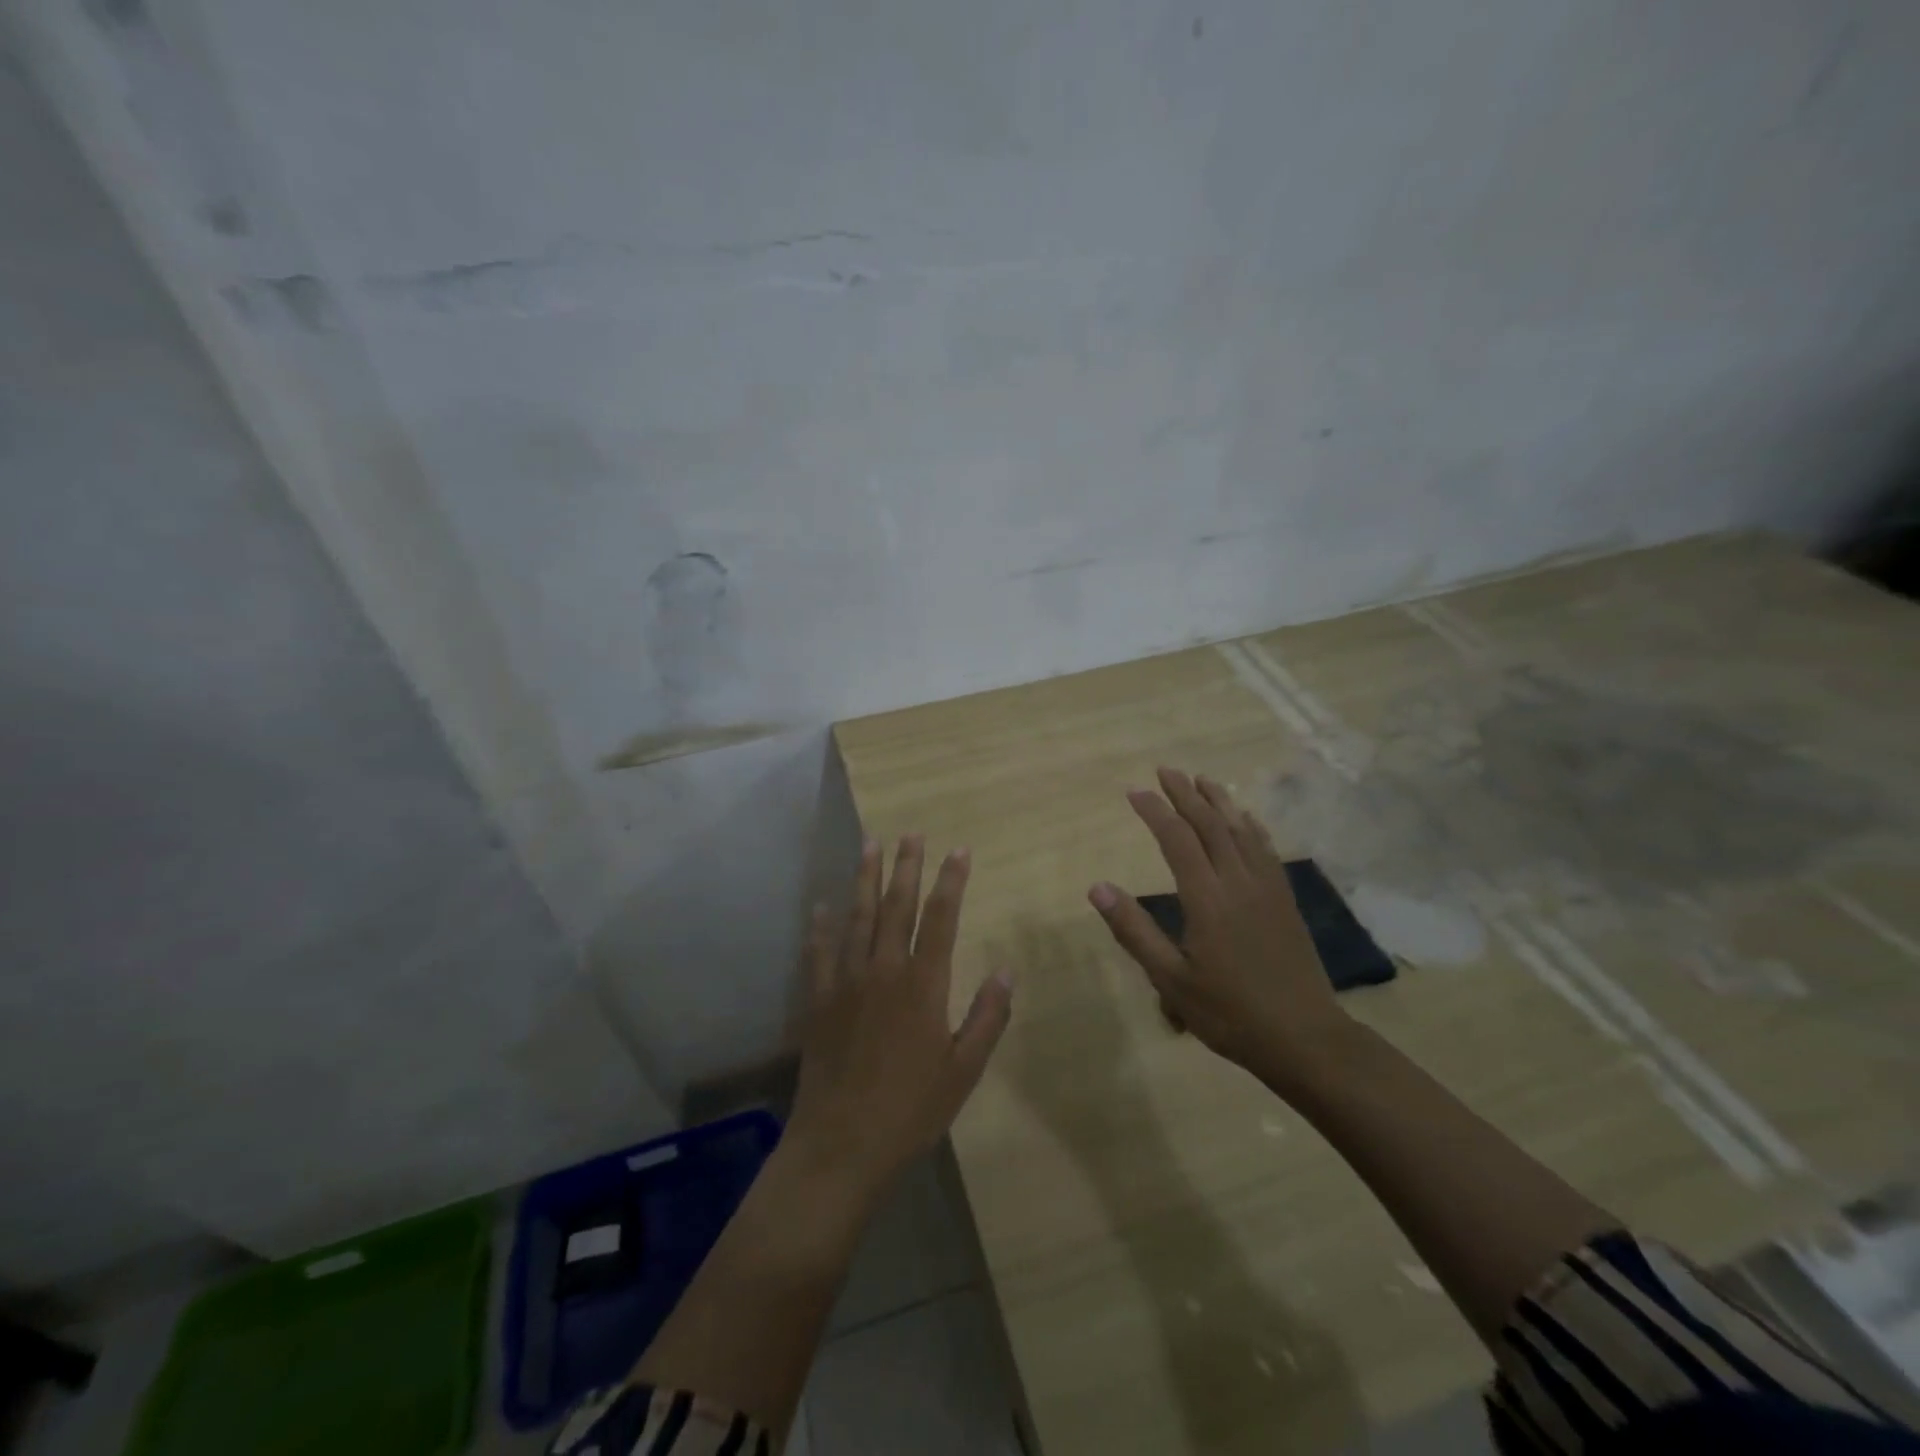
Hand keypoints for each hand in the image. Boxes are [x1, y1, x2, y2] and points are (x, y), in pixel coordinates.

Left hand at [788, 835, 1013, 1206]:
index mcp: (923, 986)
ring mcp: (846, 982)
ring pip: (858, 917)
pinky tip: (822, 904)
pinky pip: (820, 951)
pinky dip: (822, 925)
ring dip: (865, 878)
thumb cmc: (911, 1110)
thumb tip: (1007, 971)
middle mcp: (884, 971)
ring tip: (870, 844)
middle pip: (897, 907)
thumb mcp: (964, 1070)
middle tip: (912, 833)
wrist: (842, 1144)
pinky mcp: (818, 1000)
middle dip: (906, 866)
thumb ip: (987, 1017)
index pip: (941, 919)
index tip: (959, 851)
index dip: (951, 881)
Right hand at [1088, 768, 1351, 1094]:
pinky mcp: (1285, 900)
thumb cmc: (1230, 1013)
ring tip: (1201, 779)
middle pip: (1210, 825)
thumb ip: (1134, 930)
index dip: (1154, 811)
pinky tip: (1246, 818)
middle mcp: (1238, 882)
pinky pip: (1266, 849)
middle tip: (1165, 770)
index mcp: (1207, 899)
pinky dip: (1251, 826)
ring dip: (1219, 801)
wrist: (1305, 1038)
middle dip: (1185, 794)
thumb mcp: (1171, 980)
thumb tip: (1097, 887)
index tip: (1134, 792)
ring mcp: (1267, 888)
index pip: (1177, 840)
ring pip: (1240, 830)